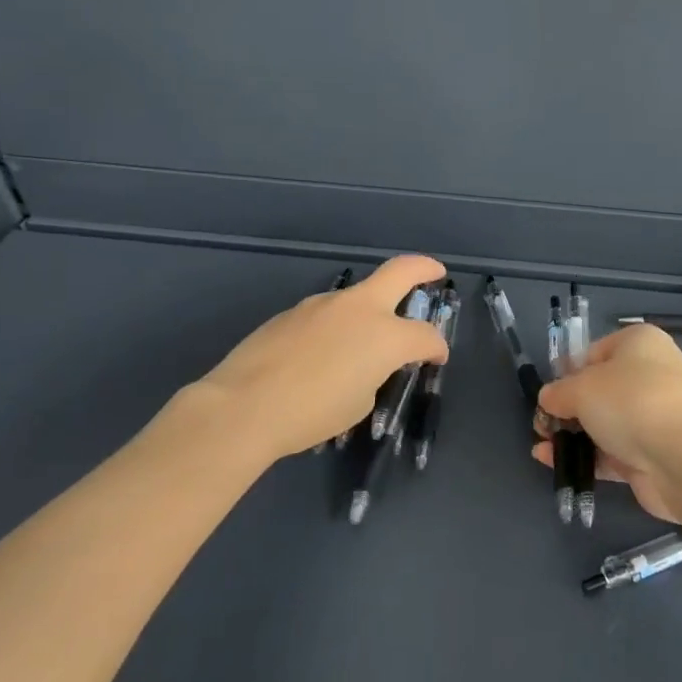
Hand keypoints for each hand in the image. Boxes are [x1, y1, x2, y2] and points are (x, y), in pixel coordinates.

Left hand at [166, 255, 449, 460]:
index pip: (425, 335)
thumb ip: (373, 375)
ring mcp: (323, 304)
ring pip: (358, 296)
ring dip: (370, 309)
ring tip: (360, 342)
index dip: (436, 347)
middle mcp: (359, 308)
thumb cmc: (312, 413)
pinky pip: (326, 314)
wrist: (244, 406)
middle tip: (434, 273)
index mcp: (385, 335)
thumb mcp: (359, 403)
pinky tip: (319, 355)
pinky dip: (335, 326)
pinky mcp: (293, 311)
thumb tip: (365, 365)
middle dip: (423, 269)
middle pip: (401, 271)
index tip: (437, 357)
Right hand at [532, 325, 681, 520]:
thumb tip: (548, 399)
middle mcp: (651, 375)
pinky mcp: (652, 453)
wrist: (681, 458)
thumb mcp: (581, 388)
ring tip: (542, 446)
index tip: (550, 393)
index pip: (595, 352)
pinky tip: (552, 463)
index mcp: (640, 343)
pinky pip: (611, 451)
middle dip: (567, 408)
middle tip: (542, 424)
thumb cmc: (630, 401)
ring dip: (573, 434)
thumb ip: (558, 392)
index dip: (568, 372)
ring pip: (605, 422)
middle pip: (600, 389)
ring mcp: (654, 417)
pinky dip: (585, 456)